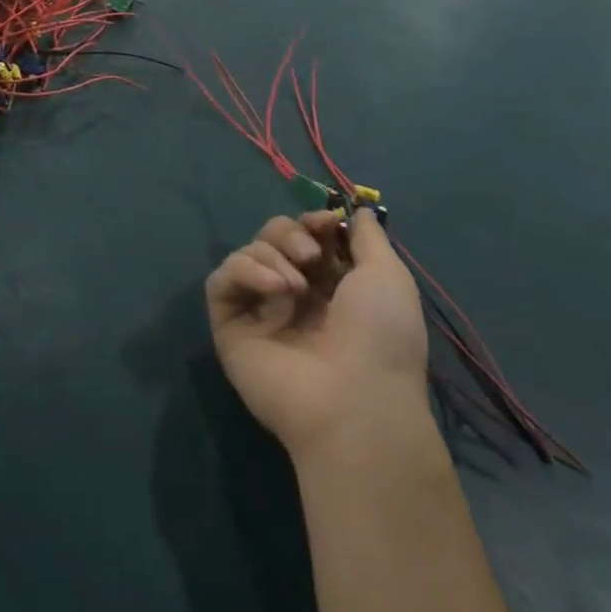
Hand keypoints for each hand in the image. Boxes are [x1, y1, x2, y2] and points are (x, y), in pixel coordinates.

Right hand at [206, 210, 428, 457]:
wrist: (354, 401)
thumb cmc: (380, 338)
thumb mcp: (388, 277)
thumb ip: (369, 238)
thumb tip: (357, 210)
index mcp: (333, 288)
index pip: (308, 237)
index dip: (314, 223)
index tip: (326, 223)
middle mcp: (294, 296)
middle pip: (273, 237)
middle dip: (290, 234)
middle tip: (308, 254)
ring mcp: (260, 311)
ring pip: (248, 252)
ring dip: (272, 255)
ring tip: (294, 287)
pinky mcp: (230, 324)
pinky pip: (222, 279)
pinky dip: (244, 271)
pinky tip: (272, 288)